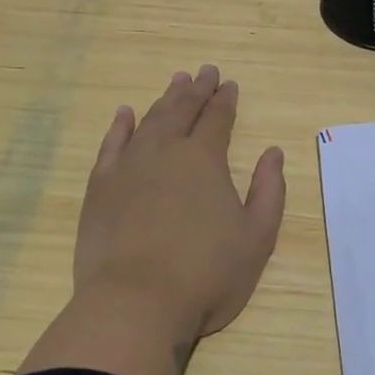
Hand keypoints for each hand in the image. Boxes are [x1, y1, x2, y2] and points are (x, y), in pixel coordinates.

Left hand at [75, 65, 285, 342]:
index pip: (217, 118)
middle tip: (205, 71)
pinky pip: (112, 143)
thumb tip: (273, 153)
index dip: (225, 99)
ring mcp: (129, 165)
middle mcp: (166, 150)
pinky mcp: (101, 185)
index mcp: (204, 159)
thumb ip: (269, 191)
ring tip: (176, 82)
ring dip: (165, 98)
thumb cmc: (205, 275)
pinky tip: (125, 114)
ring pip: (150, 119)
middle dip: (197, 89)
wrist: (135, 303)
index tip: (229, 84)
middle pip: (183, 109)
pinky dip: (120, 125)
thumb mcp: (256, 239)